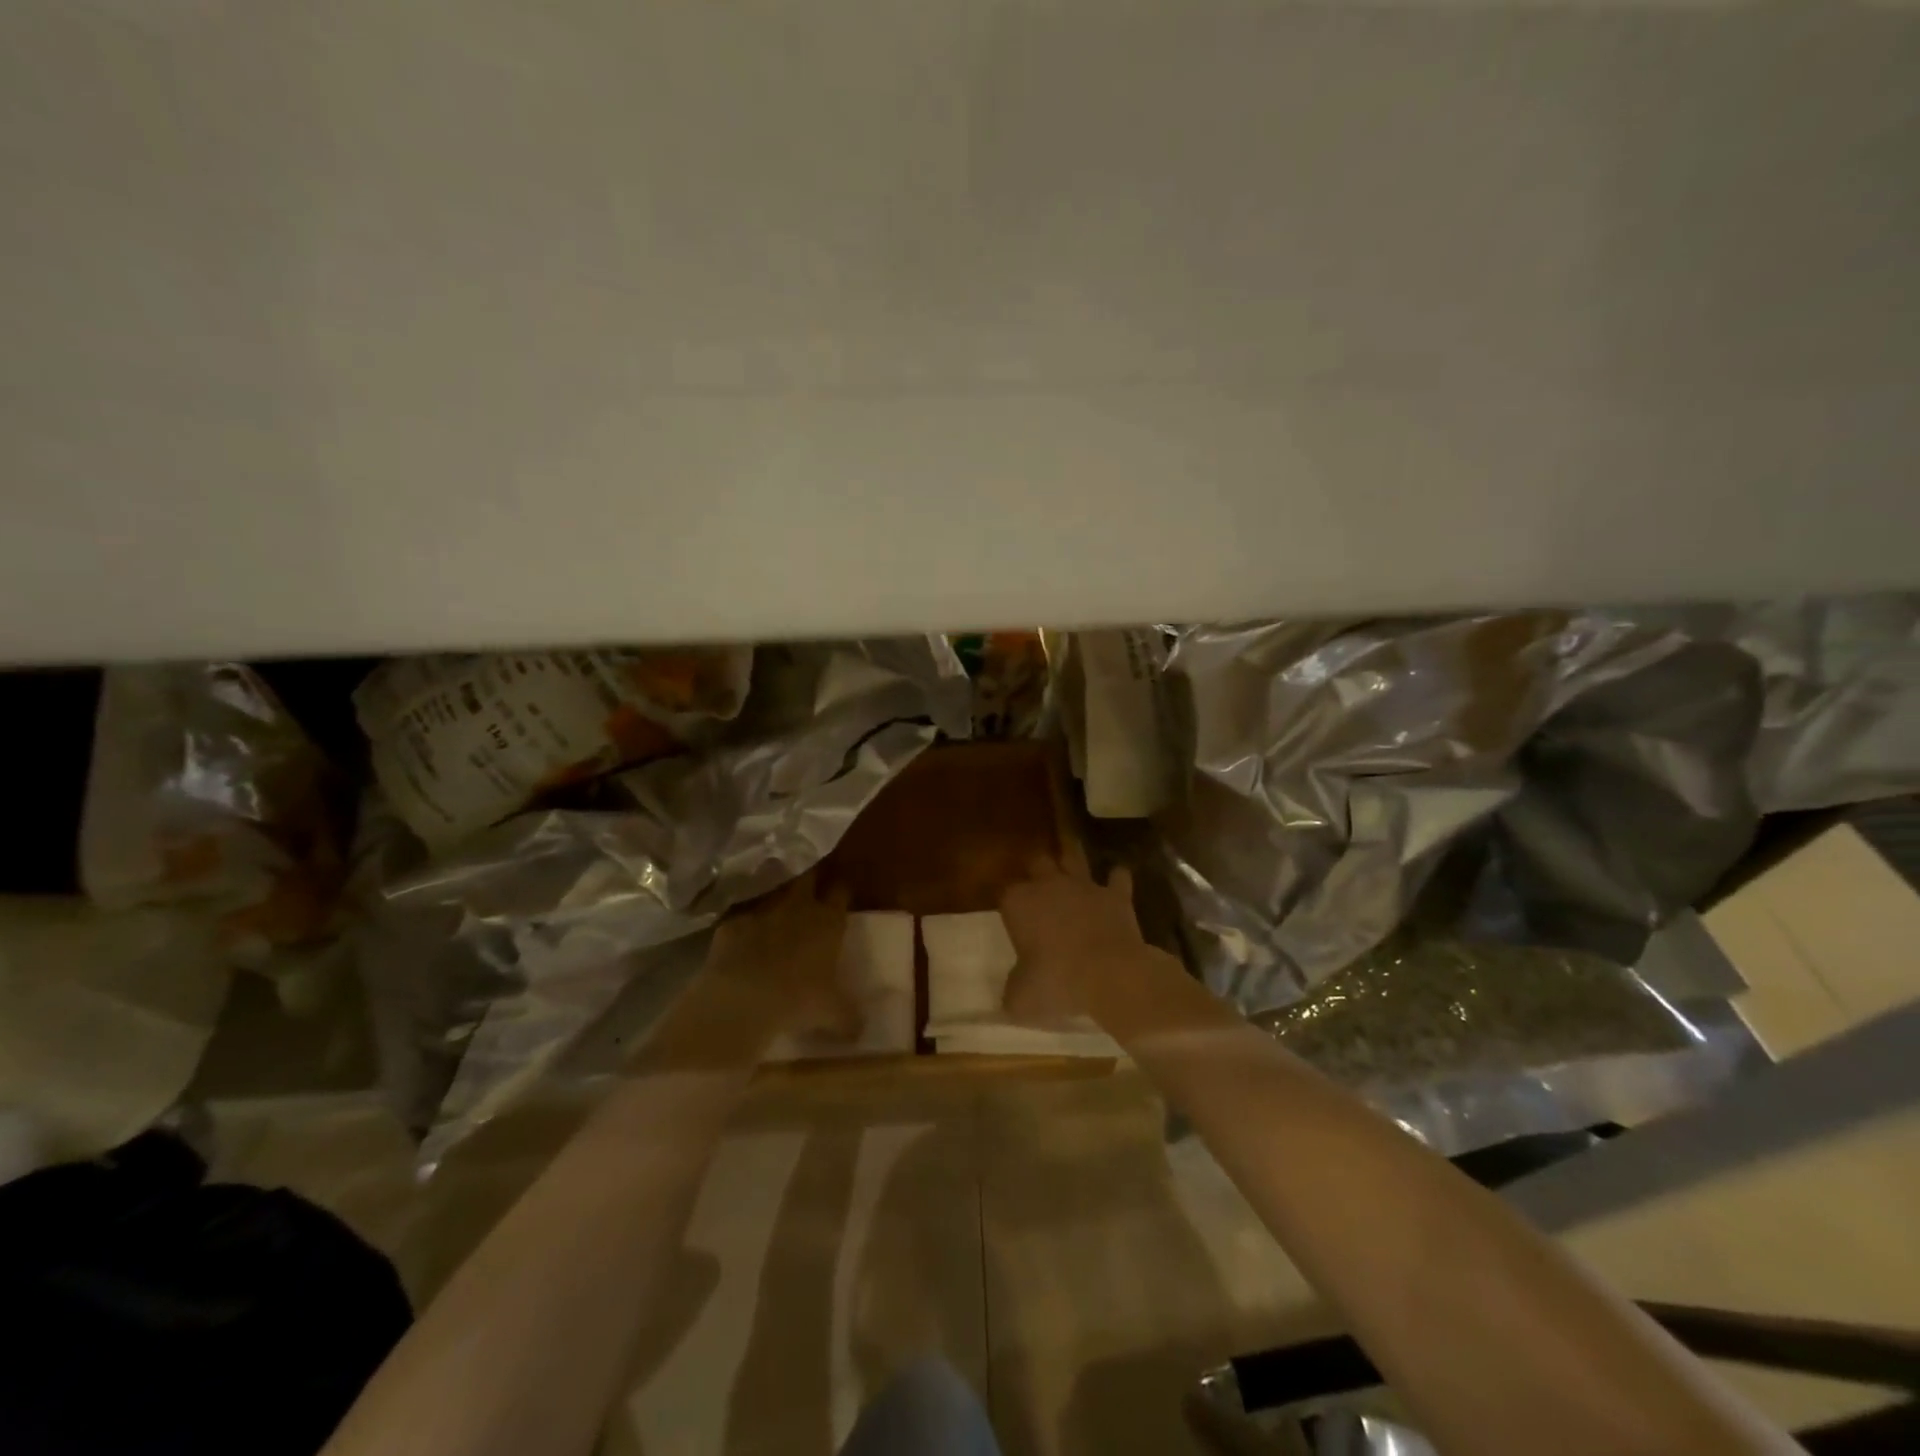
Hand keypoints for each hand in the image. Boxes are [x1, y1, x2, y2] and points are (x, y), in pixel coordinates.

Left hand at [705, 872, 857, 1040]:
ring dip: (775, 895)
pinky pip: (740, 917)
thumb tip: (861, 1029)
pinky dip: (742, 924)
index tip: (841, 893)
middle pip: (807, 877)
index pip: (841, 891)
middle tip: (809, 886)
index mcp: (828, 921)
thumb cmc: (799, 1000)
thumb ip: (849, 1016)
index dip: (841, 890)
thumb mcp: (833, 1013)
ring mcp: (762, 910)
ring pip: (772, 890)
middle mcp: (798, 906)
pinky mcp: (731, 923)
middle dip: (809, 878)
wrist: (743, 998)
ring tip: (776, 908)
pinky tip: (741, 937)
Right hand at [999, 854, 1145, 1024]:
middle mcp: (1049, 885)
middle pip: (1037, 862)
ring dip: (1071, 857)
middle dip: (1036, 869)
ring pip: (1074, 857)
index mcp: (1019, 903)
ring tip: (1070, 857)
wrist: (1111, 974)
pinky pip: (1117, 877)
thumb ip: (1013, 990)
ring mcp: (1084, 886)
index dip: (1008, 903)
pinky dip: (1116, 879)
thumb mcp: (1021, 998)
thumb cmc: (1057, 982)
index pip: (1005, 893)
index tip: (1010, 916)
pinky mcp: (1115, 894)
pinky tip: (1116, 882)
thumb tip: (1011, 995)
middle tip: (1037, 882)